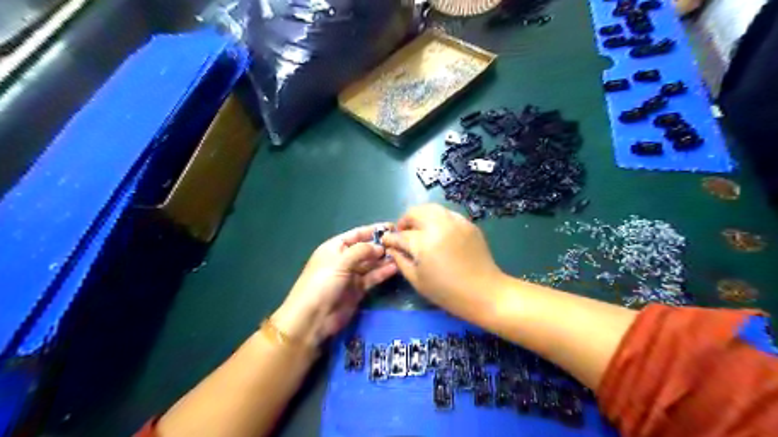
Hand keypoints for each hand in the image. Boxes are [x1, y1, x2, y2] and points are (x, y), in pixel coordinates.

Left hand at [271, 224, 394, 349]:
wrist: (312, 318)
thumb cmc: (322, 283)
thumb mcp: (340, 262)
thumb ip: (361, 251)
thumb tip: (379, 247)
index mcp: (335, 248)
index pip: (356, 234)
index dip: (373, 230)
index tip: (392, 227)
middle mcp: (344, 259)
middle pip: (365, 249)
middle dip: (381, 246)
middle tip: (400, 243)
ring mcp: (351, 275)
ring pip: (370, 264)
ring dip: (383, 260)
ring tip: (401, 255)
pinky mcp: (357, 290)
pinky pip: (372, 278)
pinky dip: (382, 273)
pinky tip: (395, 268)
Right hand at [383, 205, 503, 319]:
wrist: (484, 292)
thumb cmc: (447, 292)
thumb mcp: (417, 280)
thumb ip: (401, 261)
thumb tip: (392, 248)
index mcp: (424, 242)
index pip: (401, 235)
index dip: (391, 239)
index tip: (386, 241)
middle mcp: (438, 226)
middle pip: (415, 212)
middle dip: (405, 221)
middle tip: (403, 233)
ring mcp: (455, 222)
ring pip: (431, 208)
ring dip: (420, 216)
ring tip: (419, 229)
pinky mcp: (468, 223)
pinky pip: (447, 214)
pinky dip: (437, 218)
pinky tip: (438, 232)